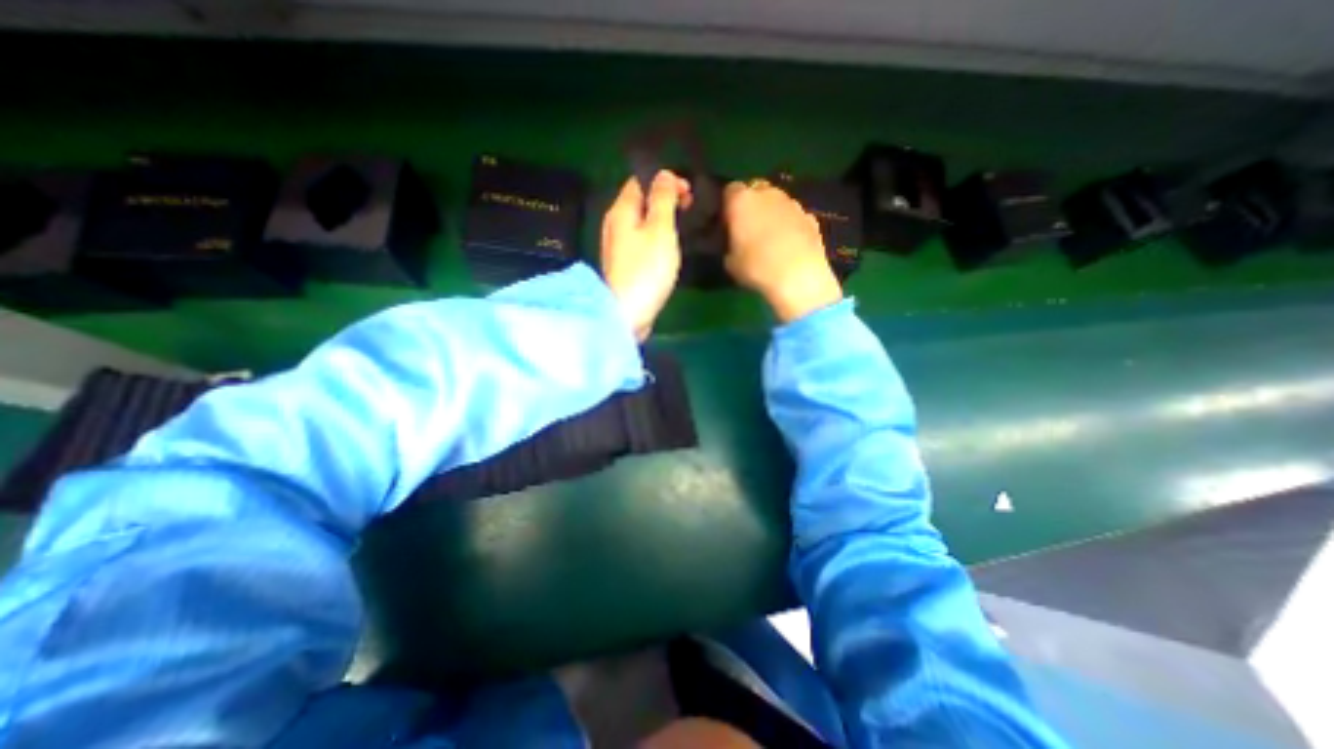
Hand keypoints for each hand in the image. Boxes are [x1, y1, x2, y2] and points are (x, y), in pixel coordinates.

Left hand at [603, 169, 691, 338]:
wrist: (628, 313)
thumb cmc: (646, 270)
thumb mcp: (659, 229)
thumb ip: (662, 199)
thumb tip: (664, 174)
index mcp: (621, 210)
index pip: (640, 180)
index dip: (665, 180)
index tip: (689, 193)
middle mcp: (615, 224)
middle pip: (640, 201)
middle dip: (665, 199)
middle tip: (690, 209)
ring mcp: (618, 246)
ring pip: (641, 223)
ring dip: (662, 220)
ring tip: (683, 227)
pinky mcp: (624, 265)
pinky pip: (641, 241)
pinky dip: (655, 238)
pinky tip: (668, 248)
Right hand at [719, 180, 841, 324]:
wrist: (798, 278)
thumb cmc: (756, 268)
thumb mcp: (729, 262)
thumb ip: (730, 244)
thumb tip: (735, 243)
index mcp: (742, 200)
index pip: (730, 190)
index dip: (729, 206)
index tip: (728, 223)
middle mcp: (767, 194)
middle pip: (757, 190)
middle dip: (753, 205)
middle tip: (749, 228)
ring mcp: (792, 203)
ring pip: (778, 202)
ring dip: (773, 214)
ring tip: (770, 239)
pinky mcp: (811, 217)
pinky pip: (795, 217)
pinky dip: (791, 225)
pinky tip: (789, 245)